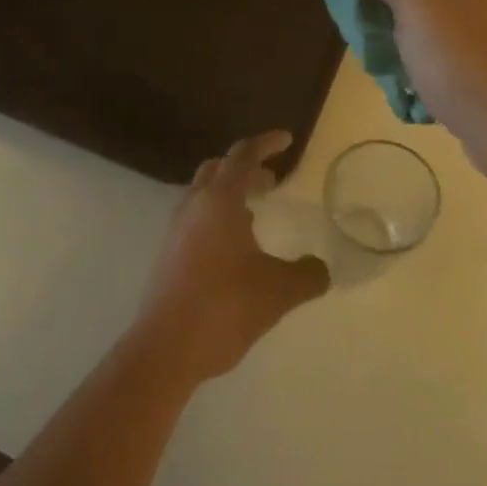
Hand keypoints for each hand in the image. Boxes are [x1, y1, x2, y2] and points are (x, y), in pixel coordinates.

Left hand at [132, 132, 329, 384]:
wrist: (167, 347)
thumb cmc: (225, 307)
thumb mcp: (279, 291)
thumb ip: (307, 275)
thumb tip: (319, 269)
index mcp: (219, 201)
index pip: (242, 156)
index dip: (265, 143)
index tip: (286, 139)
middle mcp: (193, 207)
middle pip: (218, 169)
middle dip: (246, 168)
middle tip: (271, 181)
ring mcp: (176, 230)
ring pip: (203, 194)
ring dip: (230, 194)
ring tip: (255, 213)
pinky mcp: (168, 254)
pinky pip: (195, 219)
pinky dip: (217, 217)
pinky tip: (234, 247)